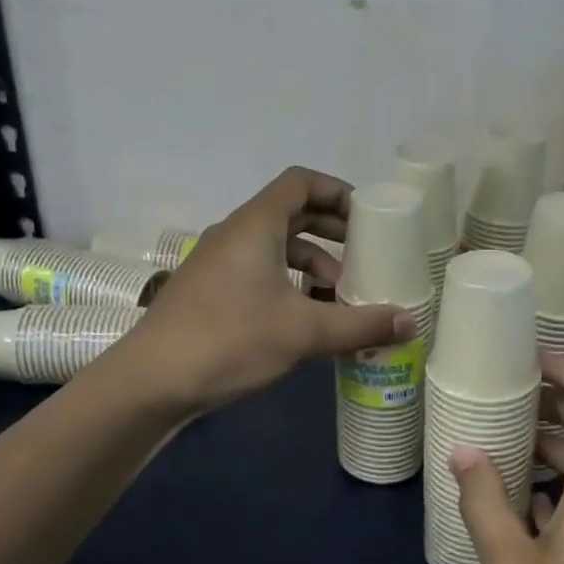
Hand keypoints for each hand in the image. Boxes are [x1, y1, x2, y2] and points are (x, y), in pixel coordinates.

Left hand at [120, 167, 416, 413]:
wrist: (151, 381)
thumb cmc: (230, 340)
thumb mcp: (303, 332)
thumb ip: (360, 325)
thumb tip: (411, 322)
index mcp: (255, 225)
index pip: (300, 183)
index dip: (337, 192)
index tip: (367, 219)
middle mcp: (234, 235)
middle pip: (290, 214)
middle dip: (331, 233)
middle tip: (364, 257)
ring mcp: (217, 264)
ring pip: (274, 249)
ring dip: (311, 266)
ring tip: (339, 298)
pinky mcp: (209, 293)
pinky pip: (258, 273)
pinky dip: (288, 286)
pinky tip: (305, 321)